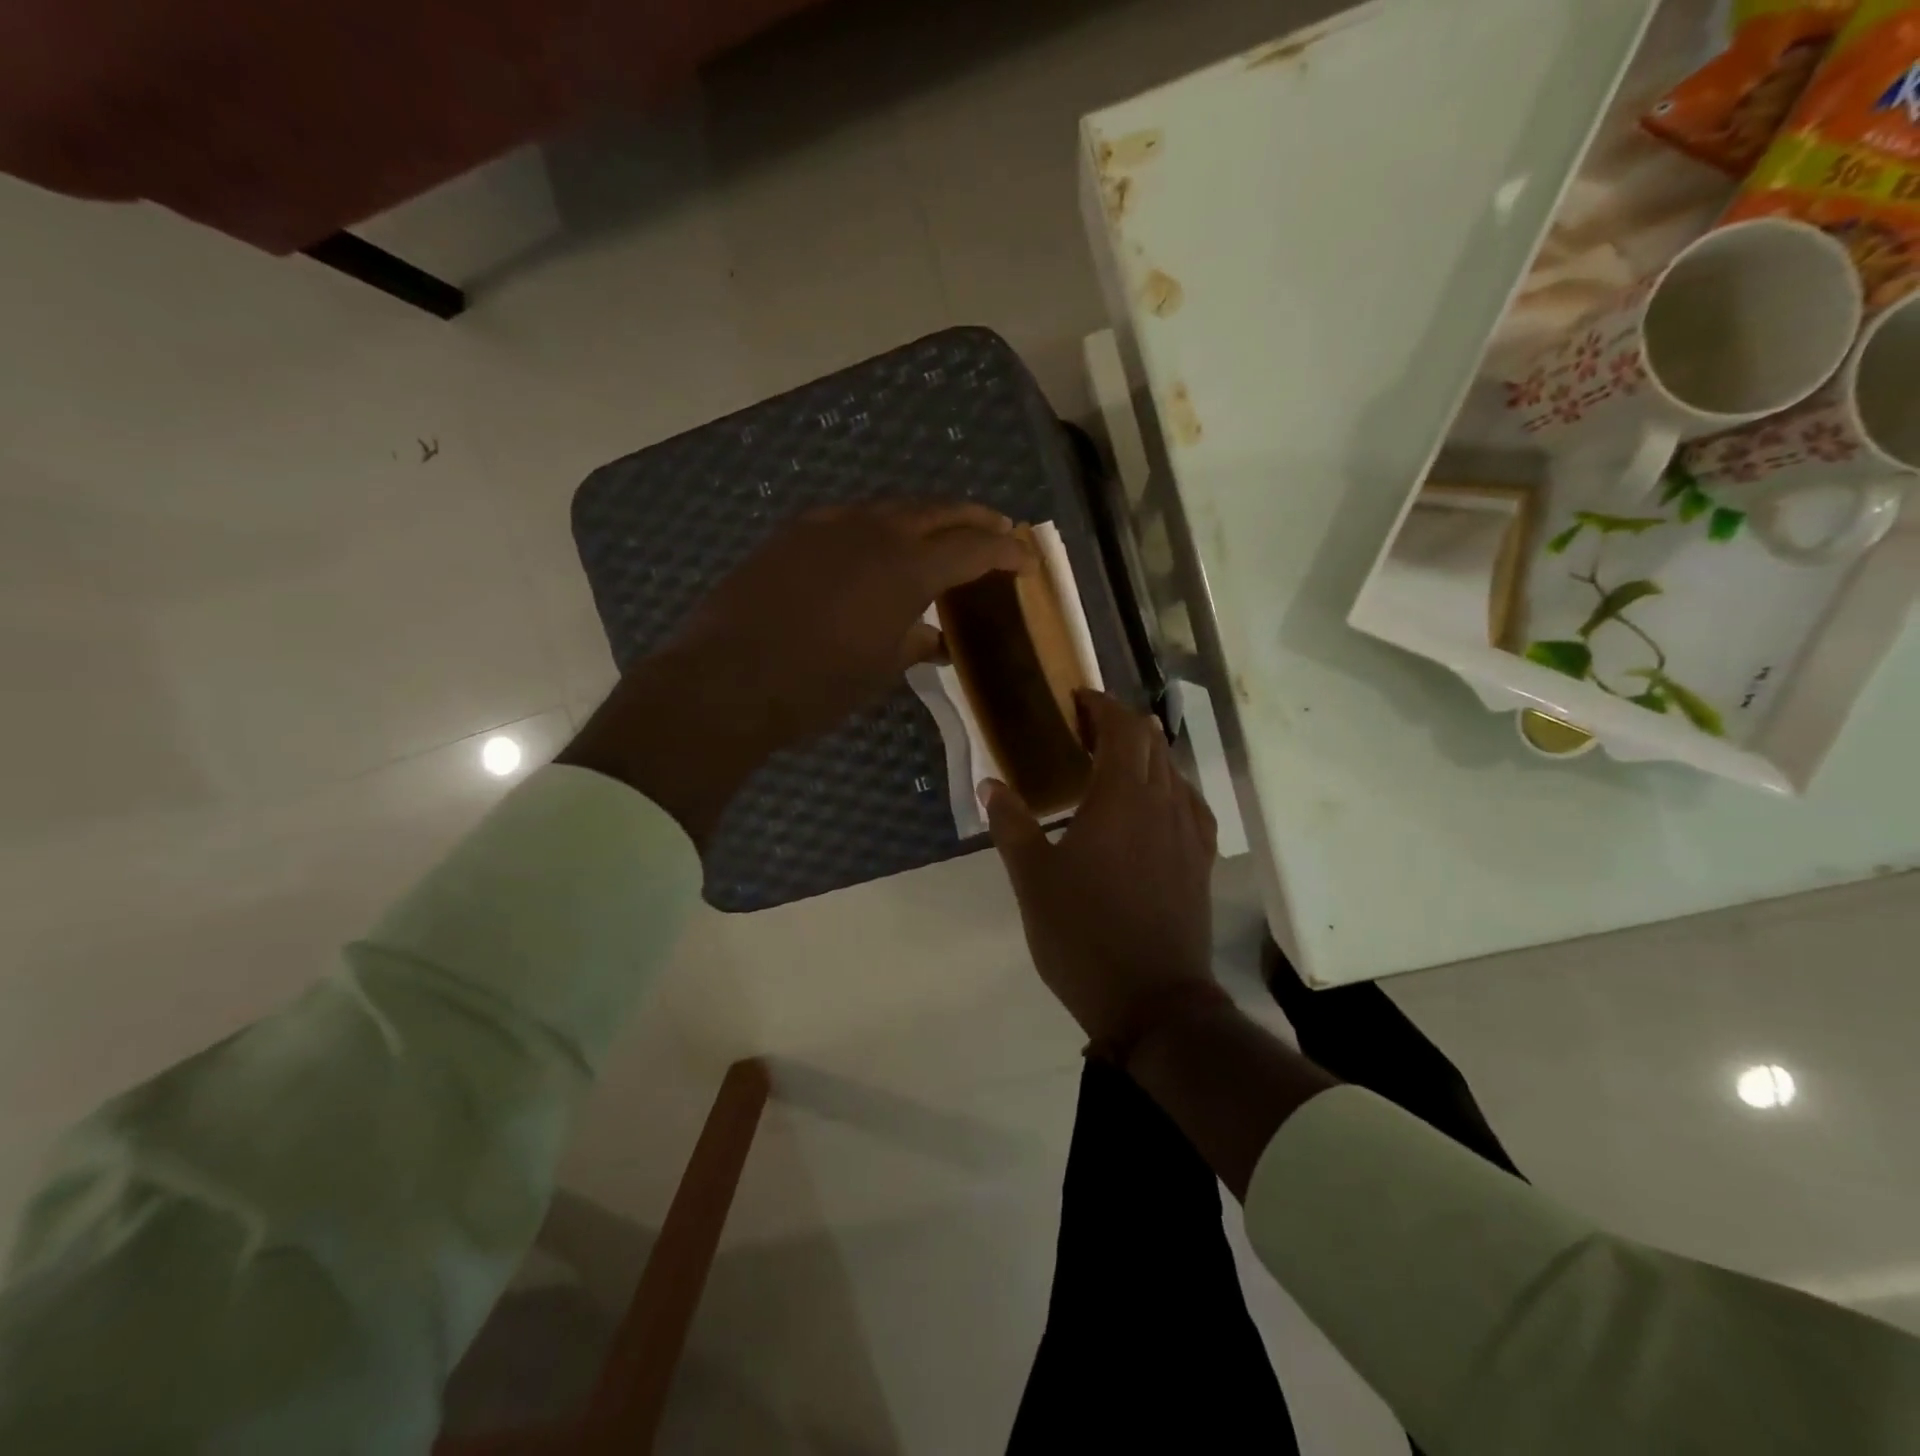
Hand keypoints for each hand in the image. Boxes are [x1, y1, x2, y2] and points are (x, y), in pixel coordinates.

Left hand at [672, 501, 1032, 746]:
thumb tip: (934, 639)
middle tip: (996, 531)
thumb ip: (914, 644)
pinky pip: (849, 519)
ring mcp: (827, 526)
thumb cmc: (816, 687)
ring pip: (890, 508)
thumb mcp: (879, 672)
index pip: (972, 547)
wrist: (725, 680)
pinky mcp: (792, 534)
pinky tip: (873, 547)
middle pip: (937, 510)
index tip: (1025, 560)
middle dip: (973, 519)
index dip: (1005, 551)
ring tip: (940, 536)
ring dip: (924, 518)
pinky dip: (876, 528)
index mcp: (906, 568)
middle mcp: (872, 531)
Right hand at [985, 691, 1218, 1042]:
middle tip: (1085, 730)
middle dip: (1121, 724)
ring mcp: (1188, 832)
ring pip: (1173, 770)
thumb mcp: (1032, 881)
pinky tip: (1155, 805)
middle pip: (1152, 742)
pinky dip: (1169, 787)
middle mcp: (1162, 803)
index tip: (1077, 700)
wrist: (1152, 1000)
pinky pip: (1190, 804)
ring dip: (1146, 754)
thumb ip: (1011, 825)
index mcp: (1120, 798)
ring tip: (1114, 765)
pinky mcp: (1201, 861)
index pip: (1121, 728)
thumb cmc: (1083, 935)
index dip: (1101, 705)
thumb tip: (990, 784)